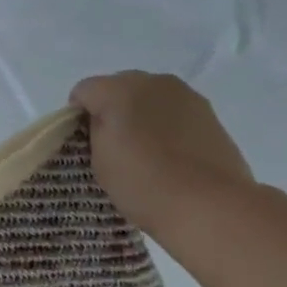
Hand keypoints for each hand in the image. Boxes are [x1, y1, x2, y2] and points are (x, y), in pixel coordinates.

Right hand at [71, 71, 254, 241]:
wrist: (209, 204)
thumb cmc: (142, 183)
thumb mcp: (99, 159)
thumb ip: (95, 130)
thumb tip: (104, 121)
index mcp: (118, 90)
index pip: (83, 91)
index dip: (77, 115)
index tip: (83, 141)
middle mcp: (152, 82)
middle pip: (117, 86)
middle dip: (110, 109)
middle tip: (112, 144)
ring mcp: (185, 94)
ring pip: (148, 97)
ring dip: (139, 114)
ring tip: (144, 149)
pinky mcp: (209, 112)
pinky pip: (173, 110)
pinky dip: (164, 124)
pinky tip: (169, 152)